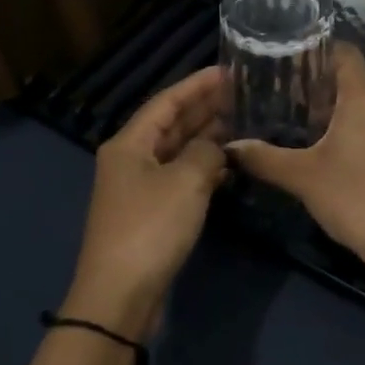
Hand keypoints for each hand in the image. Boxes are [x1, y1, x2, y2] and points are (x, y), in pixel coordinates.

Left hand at [64, 67, 230, 336]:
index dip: (197, 84)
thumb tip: (215, 146)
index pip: (166, 102)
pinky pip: (179, 178)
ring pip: (176, 152)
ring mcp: (139, 188)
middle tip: (242, 95)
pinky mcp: (150, 214)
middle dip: (204, 109)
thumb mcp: (186, 182)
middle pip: (170, 125)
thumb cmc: (151, 228)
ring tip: (242, 124)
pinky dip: (202, 169)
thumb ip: (206, 153)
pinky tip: (227, 166)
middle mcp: (130, 160)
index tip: (229, 71)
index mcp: (129, 143)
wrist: (121, 294)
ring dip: (206, 138)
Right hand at [228, 47, 364, 264]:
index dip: (316, 49)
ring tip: (298, 123)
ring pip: (363, 107)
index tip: (286, 58)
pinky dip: (351, 131)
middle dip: (317, 85)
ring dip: (334, 111)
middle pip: (352, 80)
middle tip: (281, 95)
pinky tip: (328, 153)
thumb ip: (264, 159)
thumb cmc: (356, 198)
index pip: (344, 53)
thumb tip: (231, 147)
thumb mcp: (303, 178)